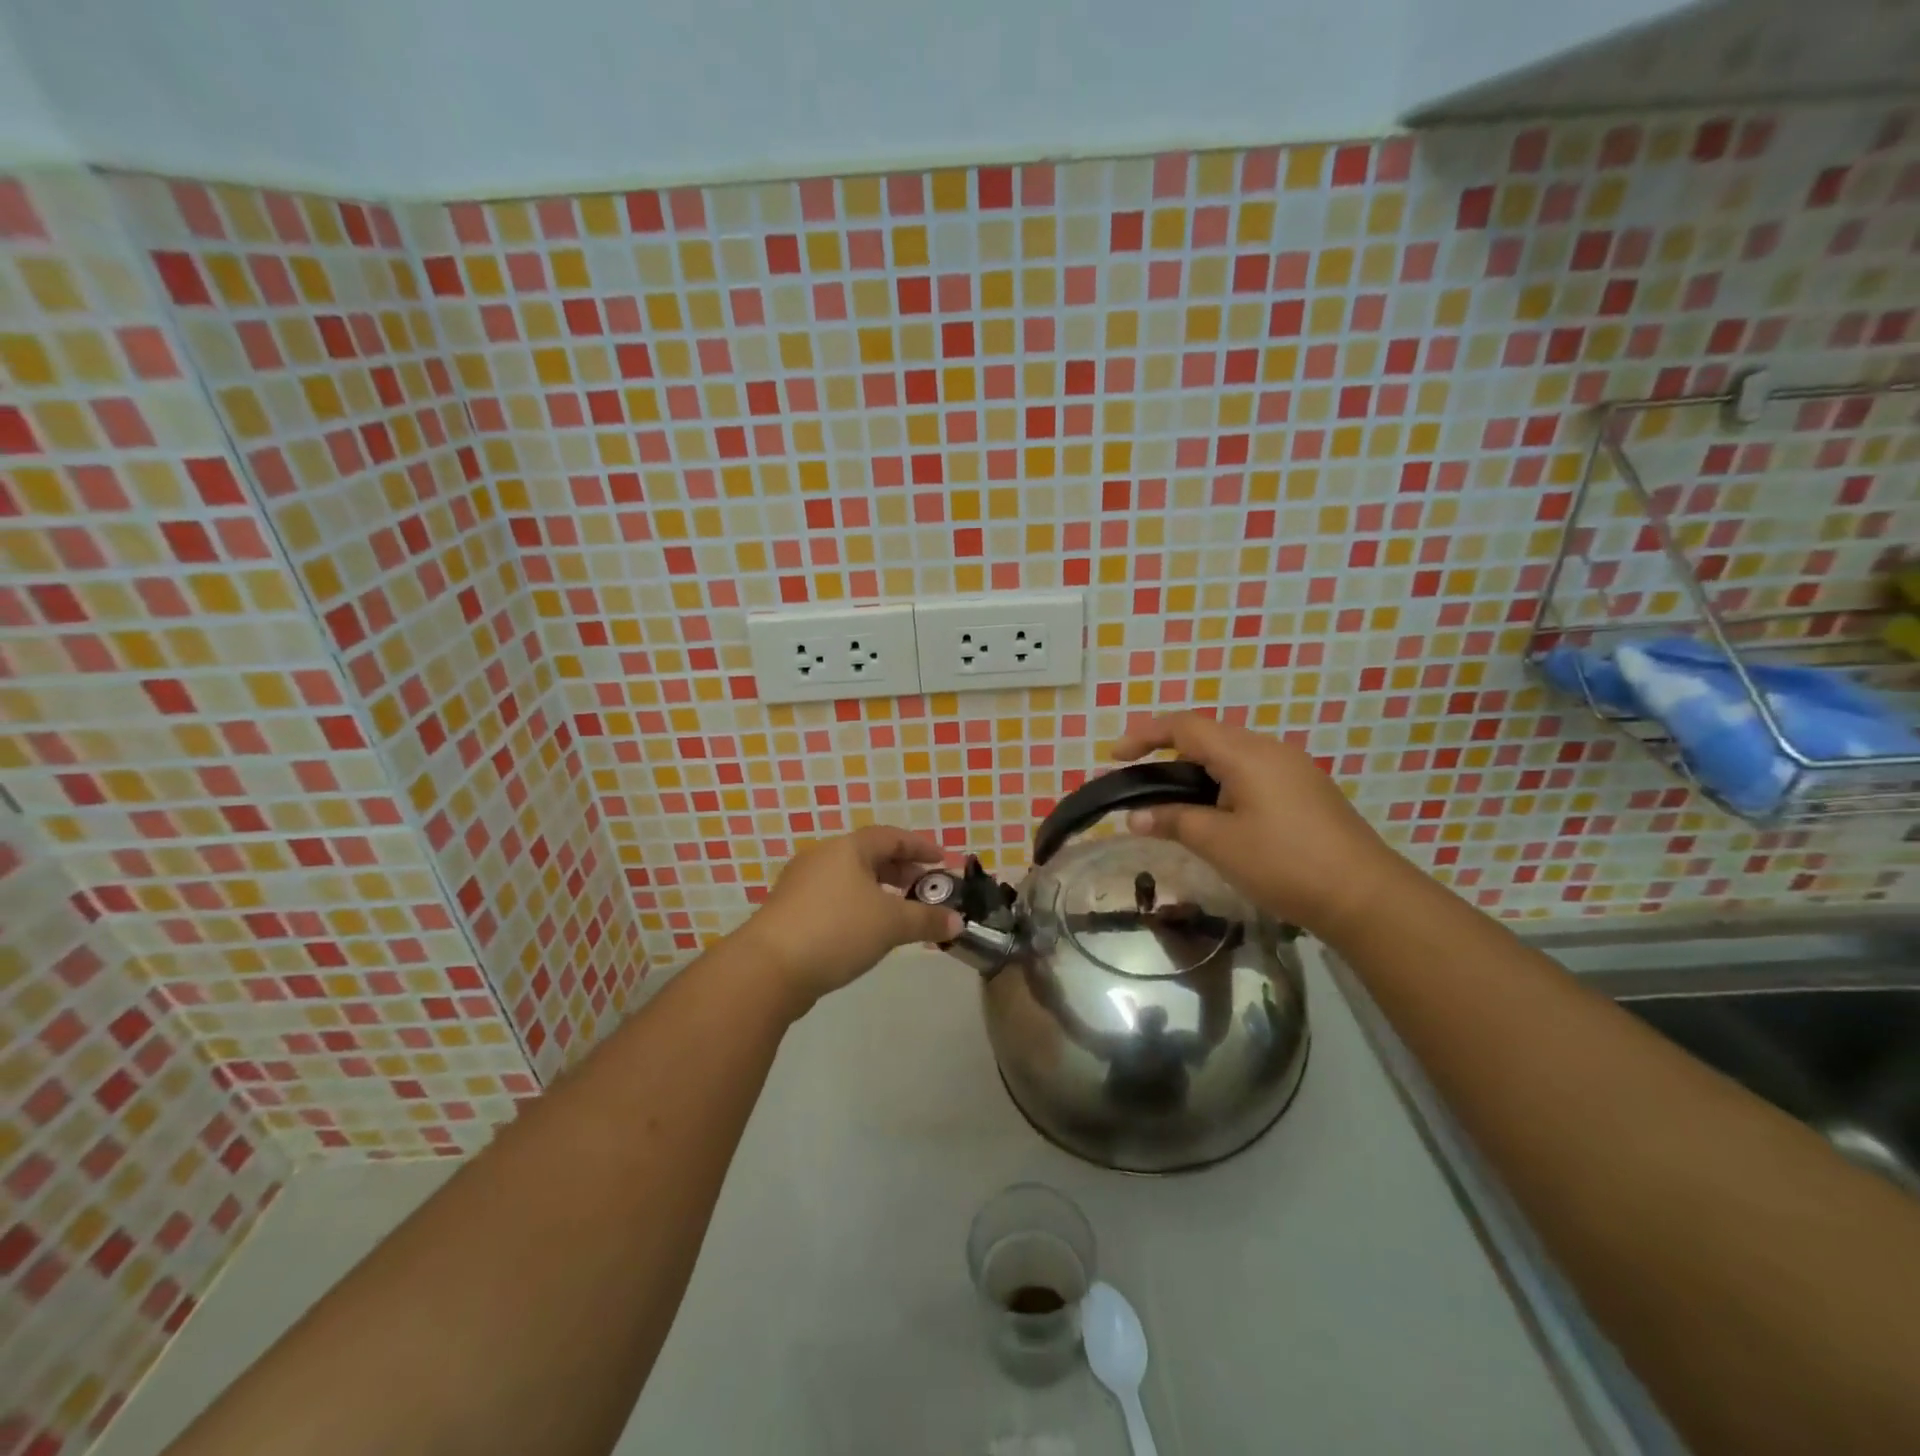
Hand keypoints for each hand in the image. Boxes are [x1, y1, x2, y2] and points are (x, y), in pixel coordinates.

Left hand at [731, 825, 962, 1014]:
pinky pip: (833, 897)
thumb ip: (927, 920)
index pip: (891, 837)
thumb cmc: (837, 930)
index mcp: (847, 848)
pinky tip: (866, 930)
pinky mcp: (789, 911)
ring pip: (849, 878)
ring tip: (899, 911)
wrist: (769, 968)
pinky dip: (857, 905)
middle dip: (900, 870)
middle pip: (869, 855)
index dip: (920, 847)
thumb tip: (958, 922)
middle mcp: (822, 857)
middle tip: (924, 888)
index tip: (943, 861)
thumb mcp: (891, 924)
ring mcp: (801, 883)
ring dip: (878, 890)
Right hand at [1111, 712, 1406, 939]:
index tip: (1115, 757)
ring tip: (1173, 803)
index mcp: (1246, 753)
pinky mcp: (1306, 791)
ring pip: (1232, 757)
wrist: (1365, 896)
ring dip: (1197, 772)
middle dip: (1169, 753)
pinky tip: (1217, 816)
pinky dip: (1222, 785)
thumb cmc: (1284, 863)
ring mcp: (1293, 770)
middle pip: (1208, 737)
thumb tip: (1134, 816)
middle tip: (1141, 782)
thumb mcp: (1219, 843)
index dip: (1145, 735)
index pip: (1185, 726)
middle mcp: (1270, 750)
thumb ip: (1173, 821)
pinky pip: (1252, 774)